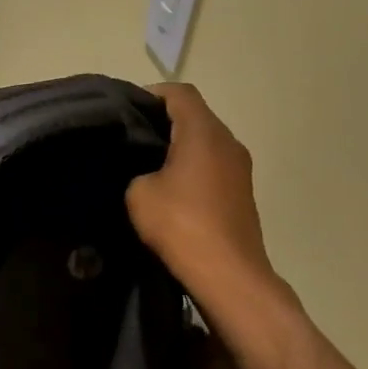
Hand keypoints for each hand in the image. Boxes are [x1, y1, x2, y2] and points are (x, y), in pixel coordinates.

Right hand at [126, 83, 288, 323]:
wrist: (228, 274)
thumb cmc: (181, 224)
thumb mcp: (138, 192)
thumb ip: (137, 169)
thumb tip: (144, 171)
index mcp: (204, 133)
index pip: (179, 94)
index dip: (150, 94)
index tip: (125, 111)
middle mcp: (228, 142)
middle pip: (195, 115)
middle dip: (162, 120)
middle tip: (129, 136)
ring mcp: (240, 168)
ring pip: (205, 140)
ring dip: (178, 145)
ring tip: (145, 162)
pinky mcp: (242, 191)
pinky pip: (213, 163)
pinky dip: (191, 165)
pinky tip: (169, 188)